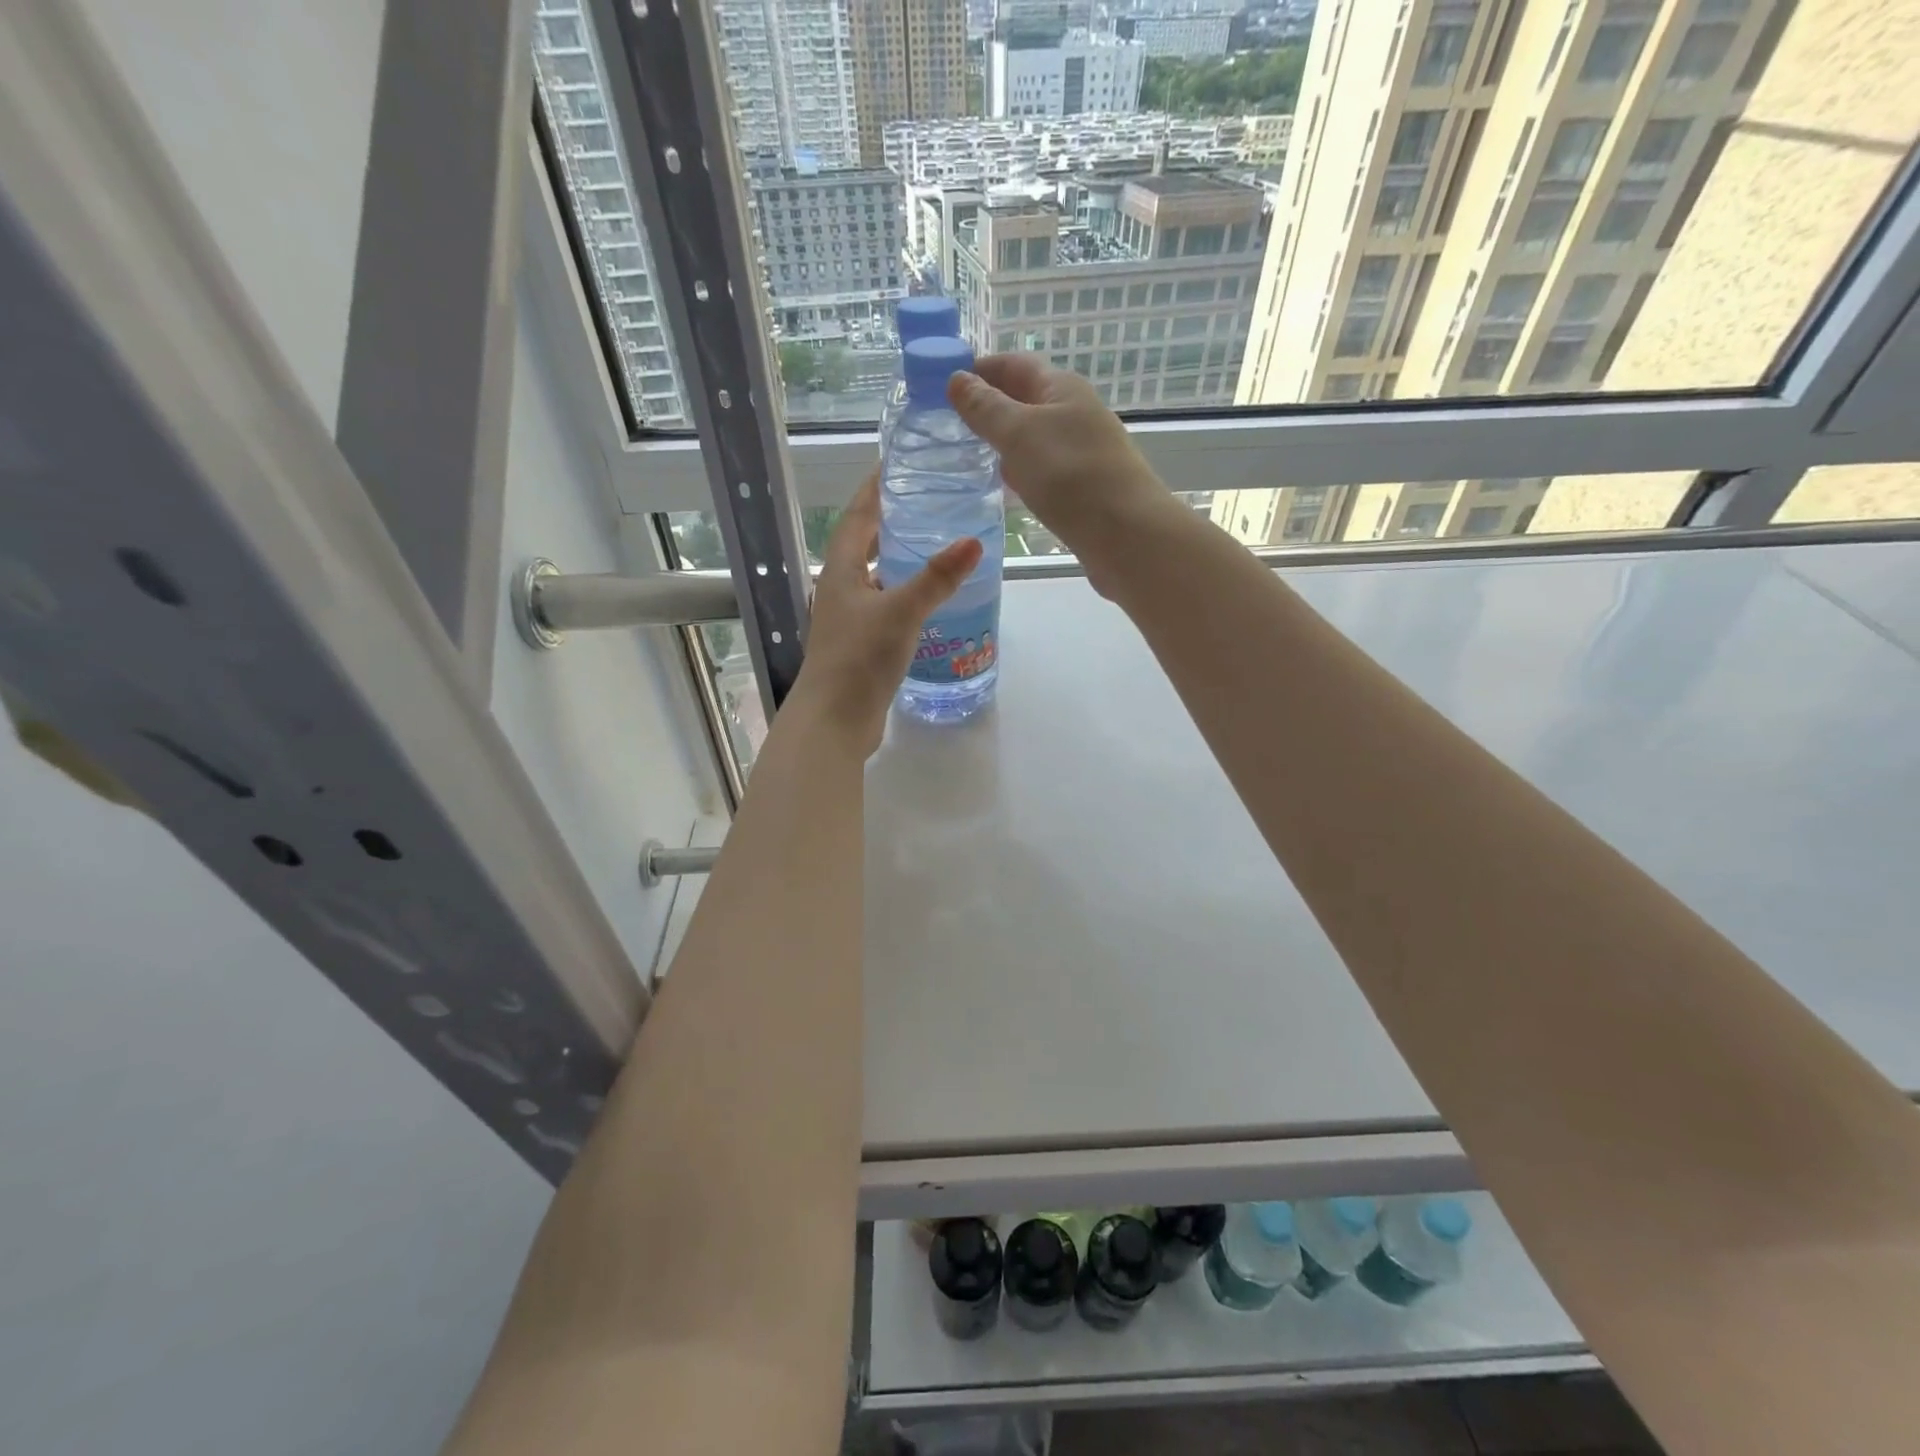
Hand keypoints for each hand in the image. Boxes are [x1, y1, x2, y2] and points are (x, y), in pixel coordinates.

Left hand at [787, 470, 981, 755]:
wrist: (834, 720)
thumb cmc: (860, 659)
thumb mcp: (901, 612)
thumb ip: (937, 578)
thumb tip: (973, 541)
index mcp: (841, 571)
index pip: (858, 516)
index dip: (875, 488)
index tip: (895, 463)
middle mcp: (840, 589)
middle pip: (864, 544)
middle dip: (890, 521)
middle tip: (926, 501)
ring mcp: (848, 619)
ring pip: (875, 577)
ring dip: (898, 559)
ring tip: (934, 545)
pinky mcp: (861, 645)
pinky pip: (884, 606)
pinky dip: (904, 594)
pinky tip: (928, 601)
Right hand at [947, 353, 1179, 587]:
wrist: (1126, 535)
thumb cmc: (1070, 475)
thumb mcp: (1019, 434)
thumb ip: (986, 408)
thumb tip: (957, 379)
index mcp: (1062, 388)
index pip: (1014, 365)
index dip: (979, 369)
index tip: (941, 383)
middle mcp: (1074, 414)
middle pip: (1024, 400)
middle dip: (988, 407)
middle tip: (946, 424)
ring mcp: (1081, 452)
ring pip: (1033, 438)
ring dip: (1003, 442)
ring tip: (966, 455)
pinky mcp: (1082, 488)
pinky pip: (1043, 470)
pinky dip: (1020, 473)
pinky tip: (1004, 488)